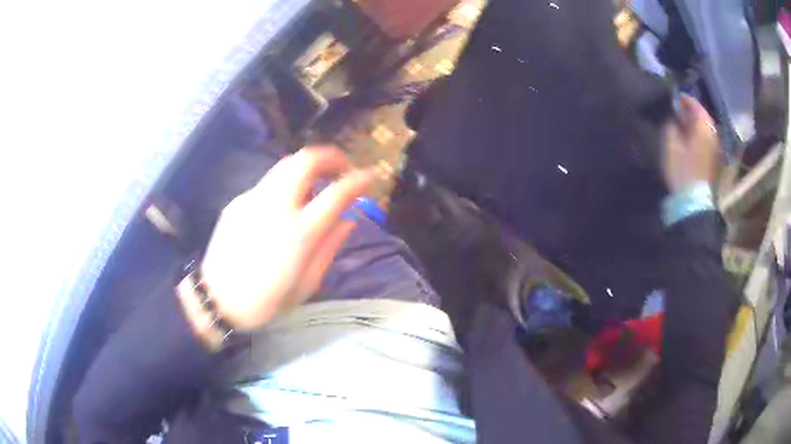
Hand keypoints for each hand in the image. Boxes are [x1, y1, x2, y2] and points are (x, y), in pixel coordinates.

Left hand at [200, 147, 373, 329]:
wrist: (216, 299)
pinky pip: (268, 183)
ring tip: (317, 183)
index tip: (369, 176)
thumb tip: (348, 221)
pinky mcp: (237, 201)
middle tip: (342, 167)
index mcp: (298, 234)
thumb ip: (330, 247)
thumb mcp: (307, 284)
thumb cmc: (265, 301)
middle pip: (306, 160)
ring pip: (285, 165)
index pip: (335, 193)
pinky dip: (286, 183)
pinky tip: (285, 204)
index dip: (357, 180)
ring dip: (308, 166)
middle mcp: (275, 207)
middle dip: (330, 156)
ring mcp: (252, 200)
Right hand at [662, 96, 718, 192]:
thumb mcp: (671, 145)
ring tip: (683, 123)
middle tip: (678, 110)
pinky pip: (706, 139)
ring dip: (695, 124)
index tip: (675, 97)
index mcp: (703, 128)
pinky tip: (689, 137)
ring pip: (705, 128)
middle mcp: (712, 135)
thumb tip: (672, 117)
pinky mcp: (713, 160)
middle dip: (691, 112)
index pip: (696, 105)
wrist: (694, 201)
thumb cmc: (682, 169)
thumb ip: (671, 126)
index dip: (685, 99)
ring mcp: (714, 148)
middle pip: (703, 117)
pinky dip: (698, 134)